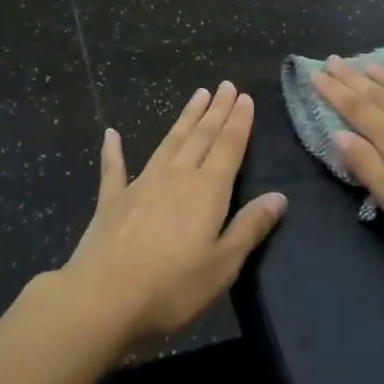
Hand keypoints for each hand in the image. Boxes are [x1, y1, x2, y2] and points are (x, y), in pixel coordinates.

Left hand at [61, 82, 286, 345]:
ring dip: (184, 119)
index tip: (244, 97)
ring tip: (197, 95)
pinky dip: (113, 150)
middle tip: (225, 86)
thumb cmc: (173, 286)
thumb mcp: (223, 264)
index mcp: (207, 190)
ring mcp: (141, 184)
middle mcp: (176, 177)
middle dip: (216, 111)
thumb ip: (250, 227)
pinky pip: (114, 168)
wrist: (104, 297)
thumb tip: (279, 196)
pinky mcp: (112, 200)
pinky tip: (111, 134)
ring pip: (168, 143)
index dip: (238, 122)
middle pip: (200, 137)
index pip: (228, 147)